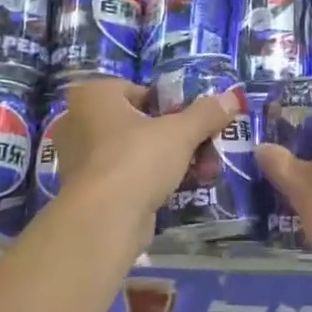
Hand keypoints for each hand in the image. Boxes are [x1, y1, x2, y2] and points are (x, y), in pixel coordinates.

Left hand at [54, 79, 238, 241]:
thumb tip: (232, 98)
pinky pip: (127, 177)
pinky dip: (151, 181)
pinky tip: (180, 190)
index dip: (171, 105)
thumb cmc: (137, 159)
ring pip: (135, 152)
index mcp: (94, 96)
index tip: (194, 121)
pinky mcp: (89, 191)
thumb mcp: (180, 131)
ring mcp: (80, 159)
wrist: (104, 221)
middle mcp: (79, 122)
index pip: (140, 91)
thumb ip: (206, 113)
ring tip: (203, 172)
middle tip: (205, 148)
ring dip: (169, 160)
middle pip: (140, 123)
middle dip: (175, 137)